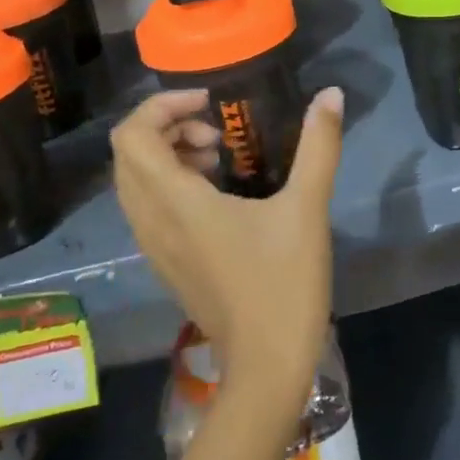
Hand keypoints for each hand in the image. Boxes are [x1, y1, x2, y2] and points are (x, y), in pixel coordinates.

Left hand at [111, 87, 343, 408]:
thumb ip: (319, 145)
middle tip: (216, 132)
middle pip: (128, 155)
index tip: (211, 104)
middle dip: (166, 127)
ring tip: (218, 159)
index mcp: (176, 203)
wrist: (267, 366)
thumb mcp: (307, 207)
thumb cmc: (284, 283)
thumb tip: (332, 93)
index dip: (162, 106)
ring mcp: (154, 246)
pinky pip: (146, 207)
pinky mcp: (165, 263)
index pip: (132, 137)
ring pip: (134, 182)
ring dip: (166, 155)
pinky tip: (217, 195)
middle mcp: (152, 221)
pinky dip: (168, 183)